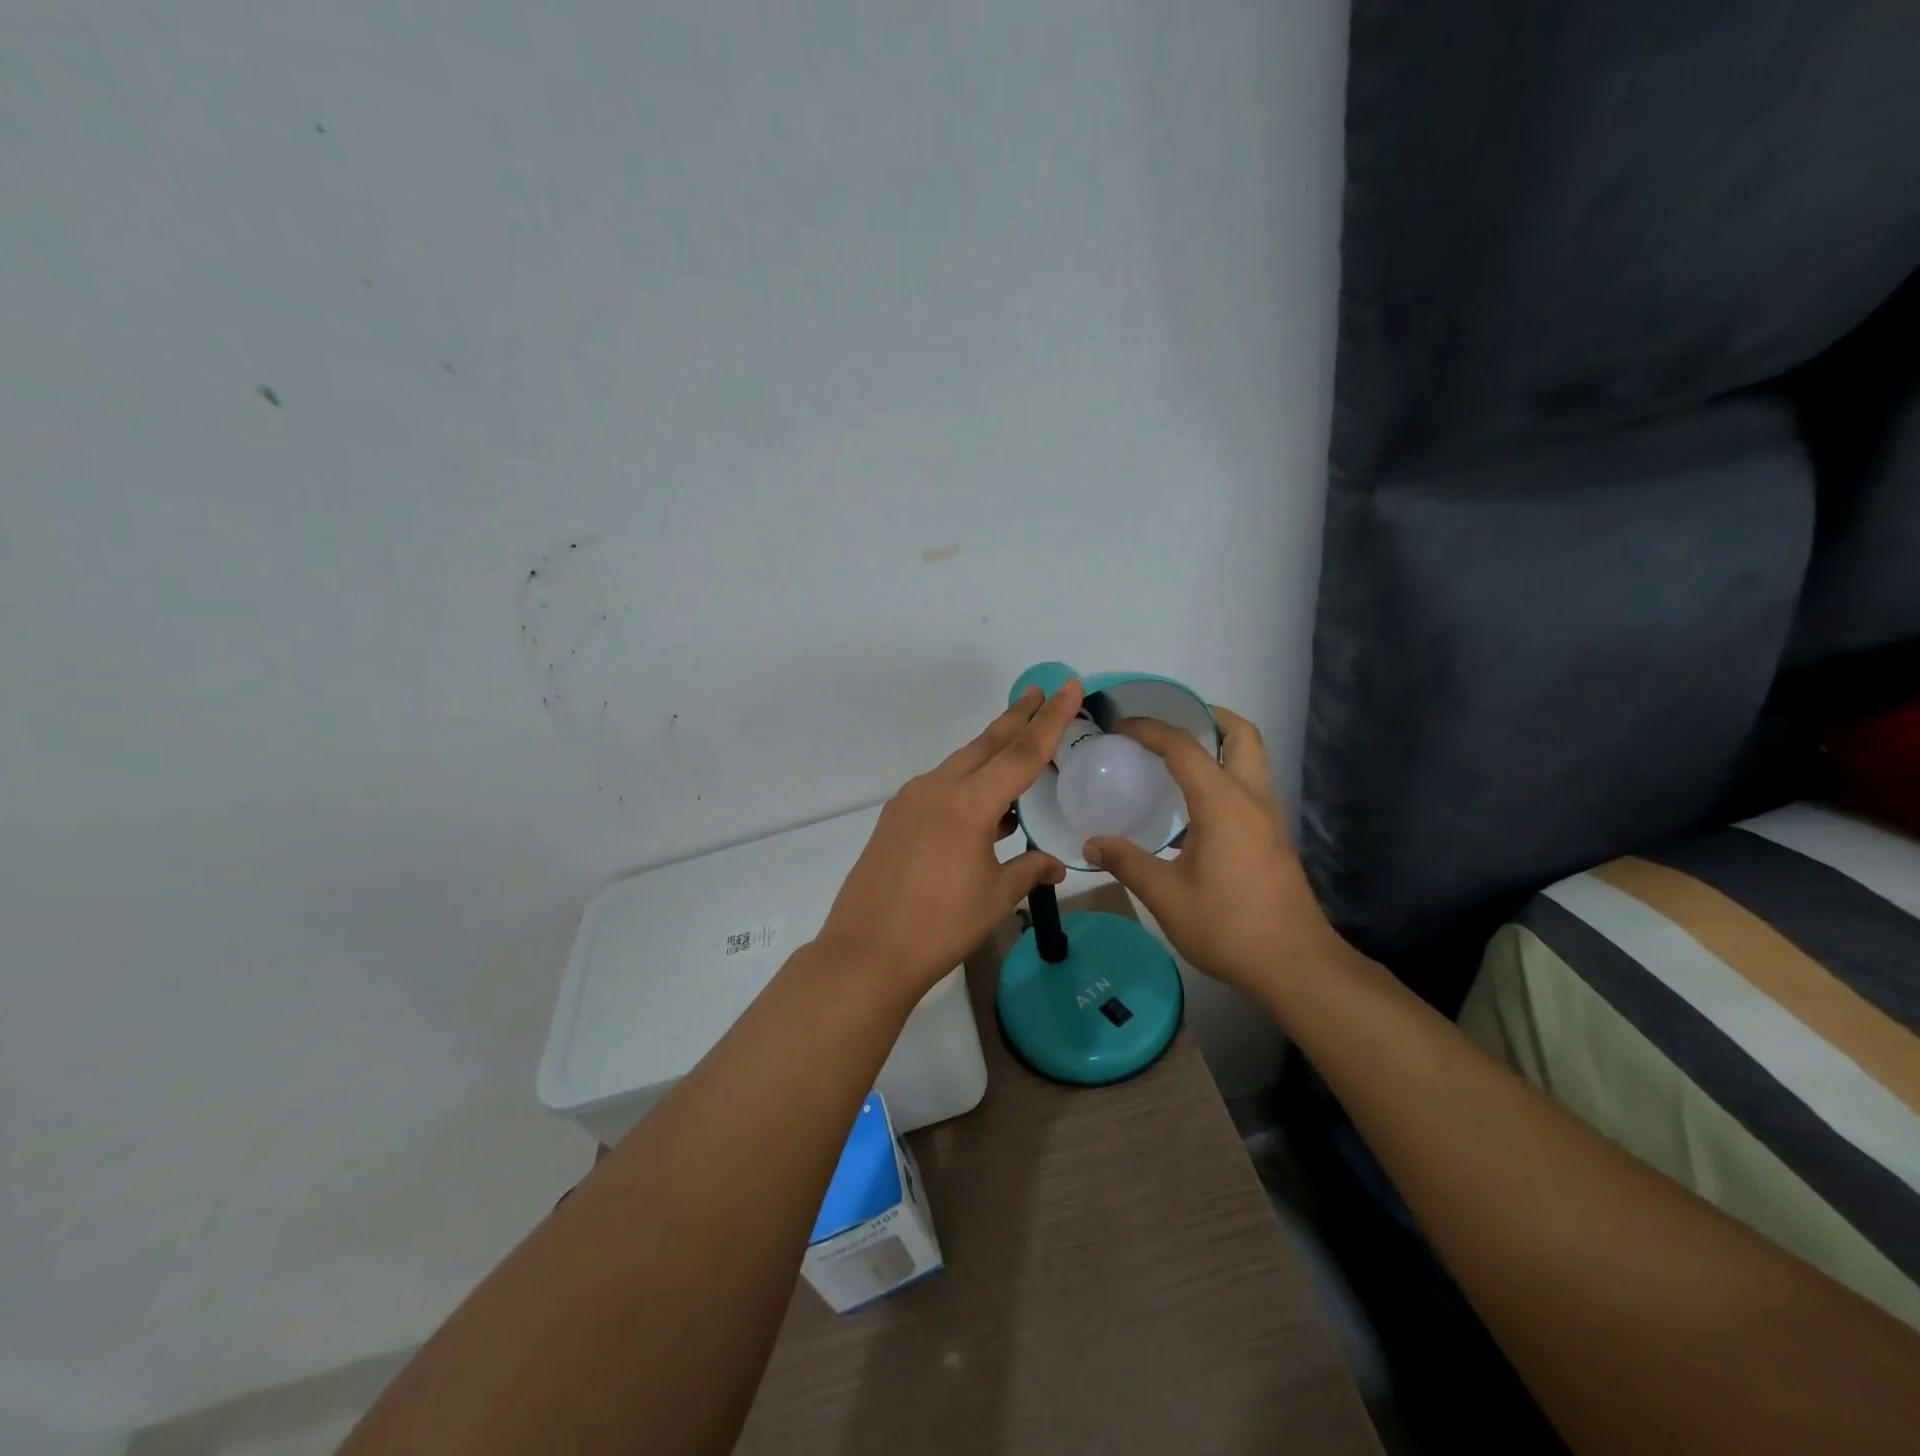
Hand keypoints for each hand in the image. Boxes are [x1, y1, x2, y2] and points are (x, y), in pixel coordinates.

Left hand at [815, 681, 1086, 1001]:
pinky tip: (984, 808)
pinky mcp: (895, 819)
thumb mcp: (995, 898)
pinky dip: (967, 786)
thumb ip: (1028, 870)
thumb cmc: (939, 926)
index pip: (1021, 754)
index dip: (1049, 720)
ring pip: (960, 766)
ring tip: (1018, 745)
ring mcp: (909, 802)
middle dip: (1016, 718)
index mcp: (967, 804)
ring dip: (991, 754)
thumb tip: (1054, 863)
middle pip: (985, 745)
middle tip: (1040, 692)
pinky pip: (940, 789)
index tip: (1067, 687)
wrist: (866, 953)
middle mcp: (936, 790)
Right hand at [1082, 707, 1353, 997]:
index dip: (1151, 730)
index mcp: (1223, 803)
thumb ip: (1127, 863)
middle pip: (1242, 735)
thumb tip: (1091, 844)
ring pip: (1252, 759)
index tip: (1121, 727)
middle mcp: (1252, 799)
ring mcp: (1269, 818)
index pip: (1184, 748)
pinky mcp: (1274, 838)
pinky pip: (1250, 785)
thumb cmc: (1228, 926)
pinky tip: (1196, 803)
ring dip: (1220, 744)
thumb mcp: (1166, 896)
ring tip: (1178, 757)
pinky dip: (1225, 773)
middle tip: (1171, 723)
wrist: (1295, 965)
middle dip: (1208, 717)